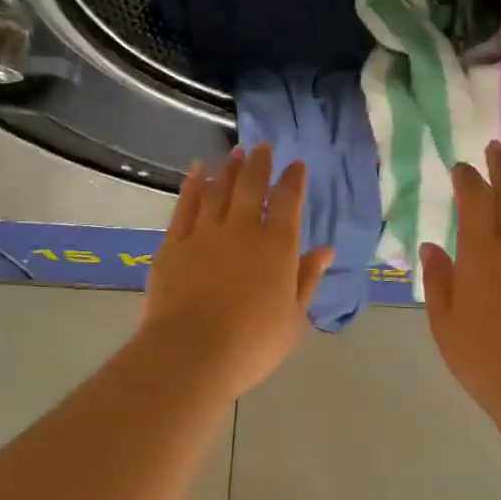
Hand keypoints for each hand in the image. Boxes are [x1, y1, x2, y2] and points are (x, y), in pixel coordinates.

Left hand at [140, 146, 332, 398]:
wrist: (192, 353)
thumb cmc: (252, 343)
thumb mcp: (293, 317)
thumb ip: (307, 278)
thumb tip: (326, 250)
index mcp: (277, 247)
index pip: (288, 202)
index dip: (293, 180)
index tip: (296, 165)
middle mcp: (242, 230)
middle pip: (251, 186)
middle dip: (260, 164)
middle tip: (263, 147)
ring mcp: (205, 233)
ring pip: (219, 189)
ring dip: (229, 168)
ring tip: (235, 152)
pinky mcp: (174, 243)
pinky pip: (186, 204)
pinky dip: (193, 184)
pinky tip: (197, 171)